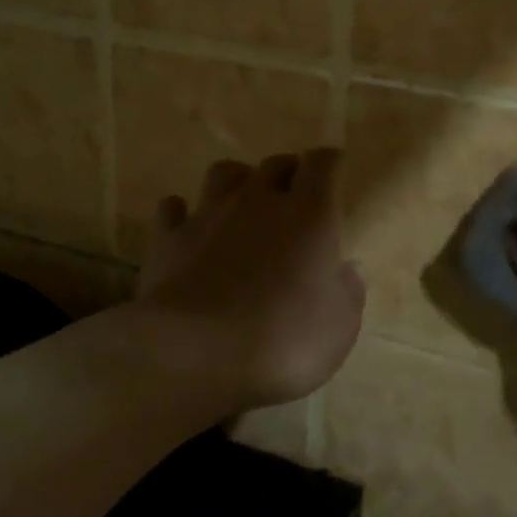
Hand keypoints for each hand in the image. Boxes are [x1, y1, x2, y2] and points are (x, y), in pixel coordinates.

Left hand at [135, 148, 365, 410]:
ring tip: (242, 202)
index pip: (323, 164)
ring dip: (238, 181)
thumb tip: (349, 269)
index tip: (335, 169)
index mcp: (309, 215)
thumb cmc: (282, 340)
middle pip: (275, 164)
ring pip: (224, 173)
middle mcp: (259, 202)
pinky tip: (187, 225)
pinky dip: (182, 212)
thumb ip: (347, 291)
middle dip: (288, 171)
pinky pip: (173, 208)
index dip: (330, 162)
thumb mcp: (339, 327)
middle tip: (294, 193)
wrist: (193, 353)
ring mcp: (209, 215)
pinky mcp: (168, 238)